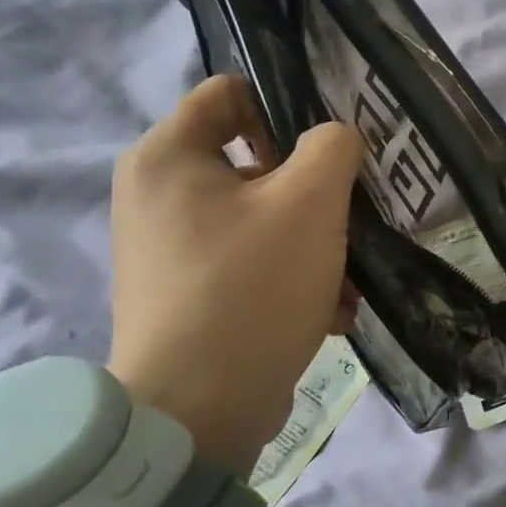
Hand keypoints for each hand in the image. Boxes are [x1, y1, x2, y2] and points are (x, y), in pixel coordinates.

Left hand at [106, 75, 362, 475]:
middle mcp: (157, 195)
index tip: (328, 153)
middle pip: (256, 161)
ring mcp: (170, 249)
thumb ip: (332, 146)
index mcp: (168, 157)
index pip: (232, 93)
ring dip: (313, 242)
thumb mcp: (310, 201)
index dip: (286, 110)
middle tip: (348, 217)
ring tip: (344, 278)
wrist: (198, 413)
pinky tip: (327, 311)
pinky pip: (252, 262)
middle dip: (312, 191)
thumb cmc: (252, 286)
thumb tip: (332, 142)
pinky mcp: (188, 294)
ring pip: (263, 217)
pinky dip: (292, 278)